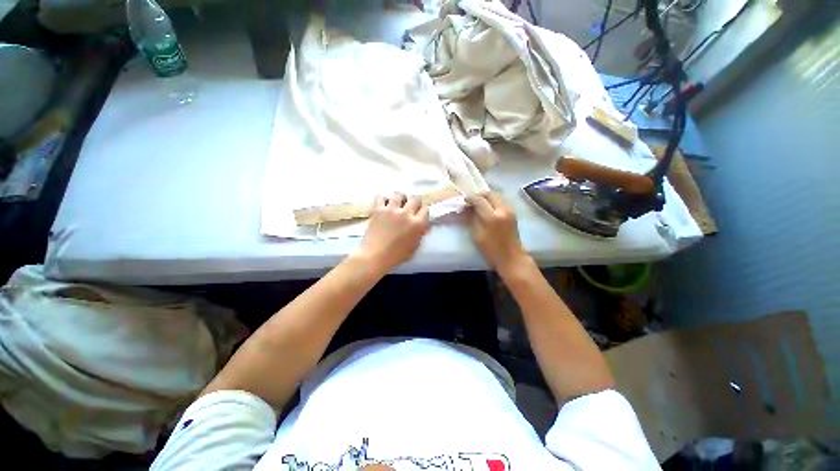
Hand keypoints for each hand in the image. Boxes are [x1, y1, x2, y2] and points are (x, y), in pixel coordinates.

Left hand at [355, 192, 429, 273]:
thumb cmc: (397, 255)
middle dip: (413, 204)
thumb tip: (424, 226)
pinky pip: (381, 197)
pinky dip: (383, 200)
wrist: (375, 256)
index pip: (425, 209)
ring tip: (396, 205)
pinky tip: (384, 206)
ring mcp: (391, 210)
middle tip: (409, 209)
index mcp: (417, 224)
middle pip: (415, 199)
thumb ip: (420, 234)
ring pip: (399, 194)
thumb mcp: (414, 247)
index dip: (422, 212)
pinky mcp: (378, 209)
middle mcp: (406, 213)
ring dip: (400, 199)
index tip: (419, 216)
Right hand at [466, 193, 530, 274]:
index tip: (464, 200)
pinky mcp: (512, 213)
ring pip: (495, 197)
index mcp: (492, 217)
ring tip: (478, 205)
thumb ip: (473, 219)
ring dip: (486, 199)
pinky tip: (487, 209)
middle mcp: (502, 210)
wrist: (512, 257)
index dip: (470, 198)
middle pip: (489, 194)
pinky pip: (500, 203)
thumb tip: (469, 209)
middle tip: (471, 201)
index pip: (479, 200)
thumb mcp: (477, 235)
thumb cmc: (491, 250)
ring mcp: (509, 211)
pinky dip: (492, 203)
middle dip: (479, 195)